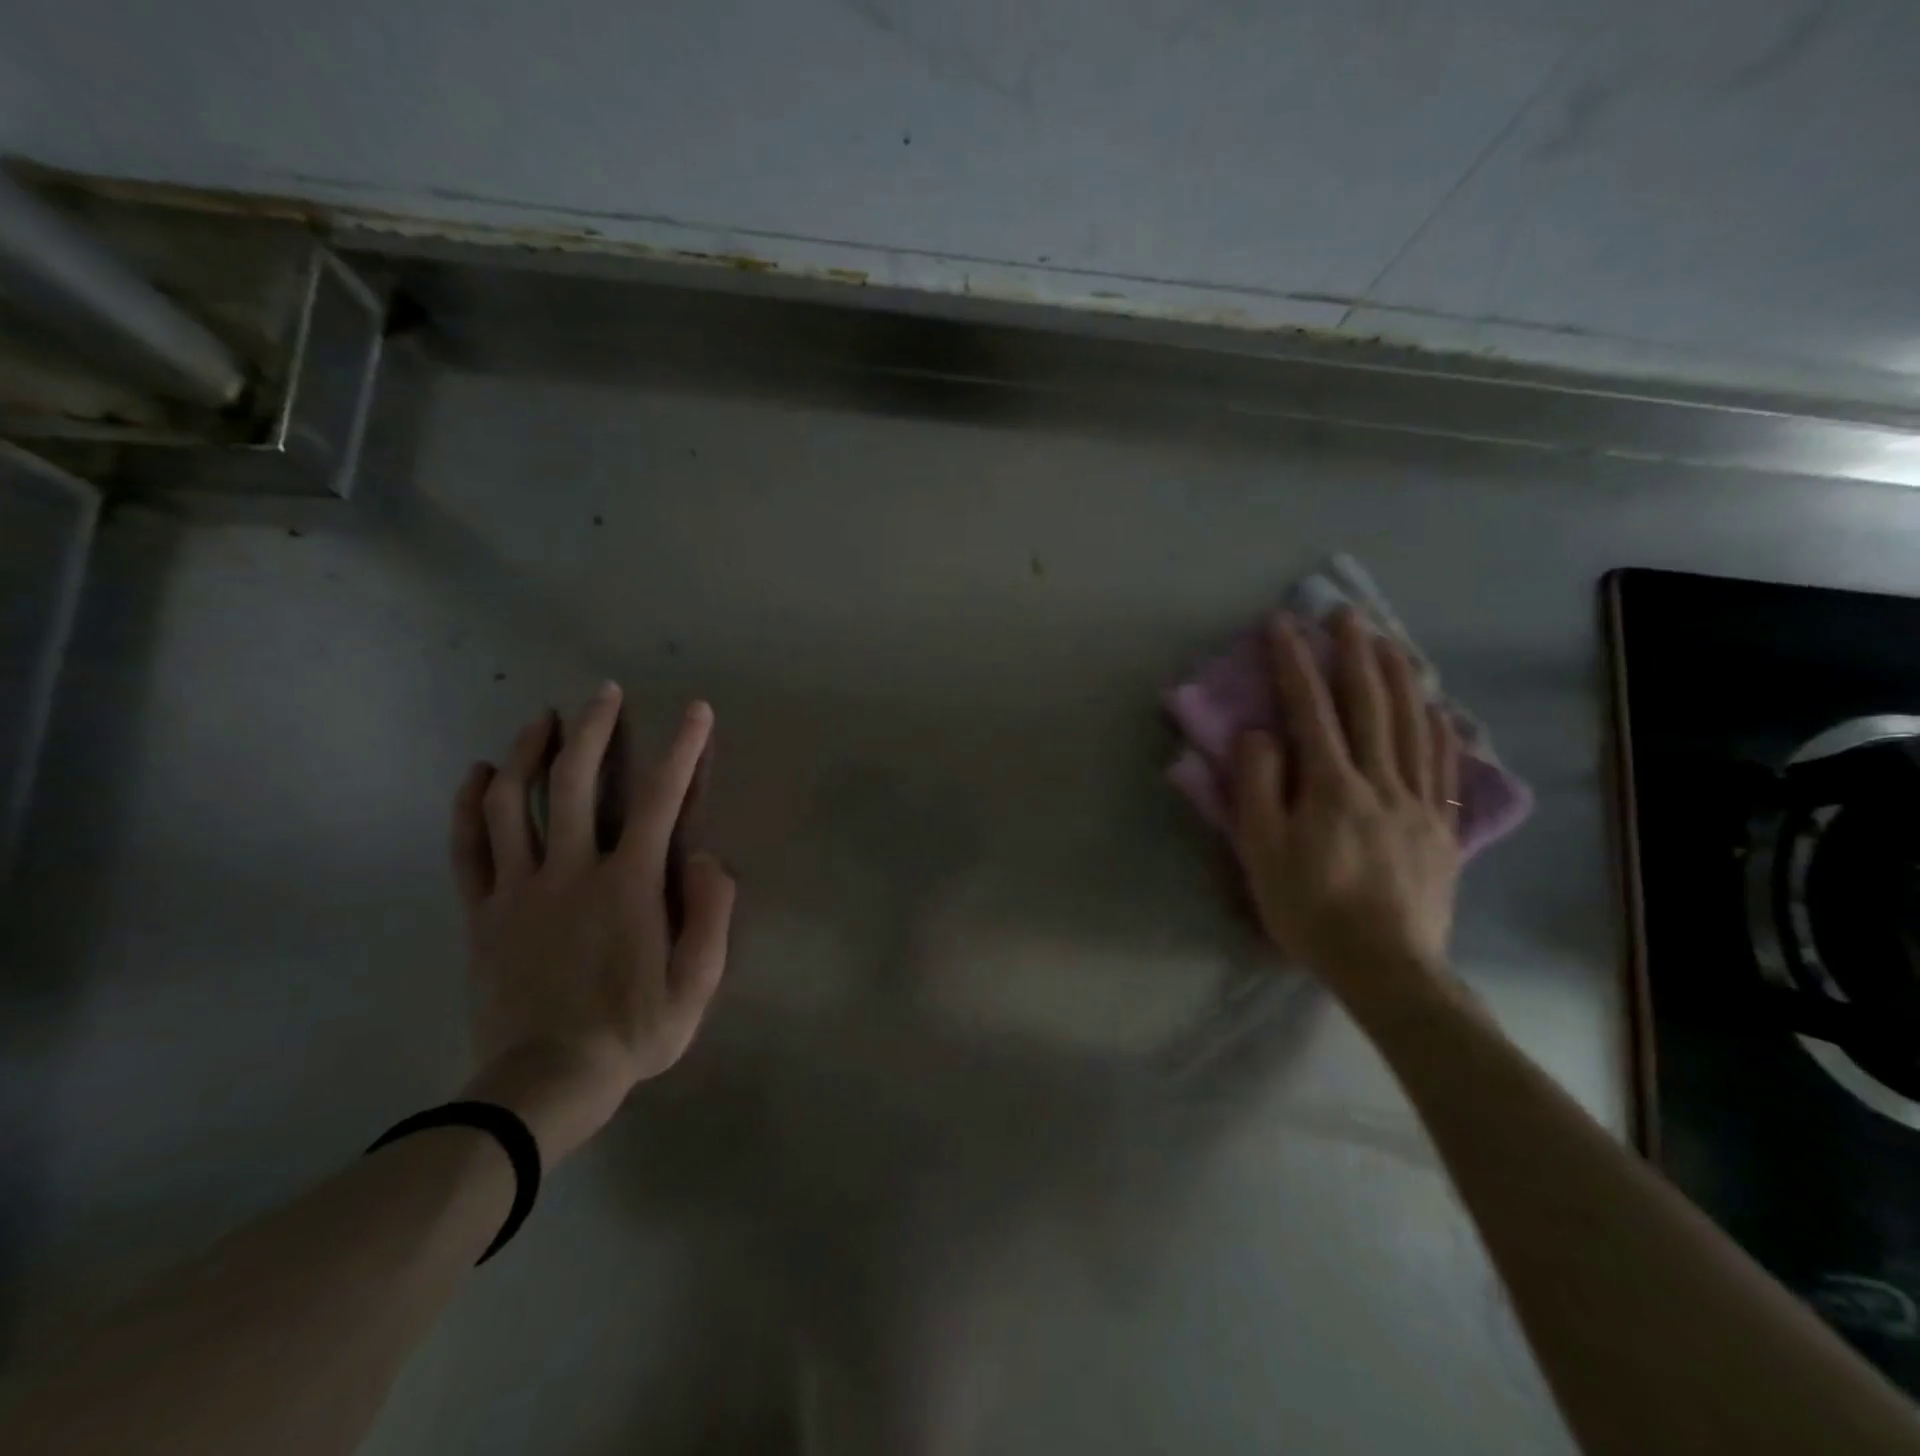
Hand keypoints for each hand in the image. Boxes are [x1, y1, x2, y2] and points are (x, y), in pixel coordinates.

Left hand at [449, 685, 735, 1163]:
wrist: (545, 1083)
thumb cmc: (632, 1031)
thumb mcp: (698, 983)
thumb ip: (711, 912)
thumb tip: (703, 855)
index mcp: (629, 884)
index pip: (660, 799)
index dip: (682, 749)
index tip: (695, 711)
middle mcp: (571, 870)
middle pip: (576, 781)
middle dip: (594, 728)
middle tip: (602, 692)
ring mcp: (519, 889)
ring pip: (515, 802)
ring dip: (530, 751)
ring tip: (543, 718)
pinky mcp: (483, 912)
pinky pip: (469, 847)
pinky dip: (471, 804)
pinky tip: (480, 773)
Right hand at [1230, 609, 1460, 1005]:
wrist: (1385, 966)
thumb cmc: (1309, 908)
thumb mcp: (1260, 851)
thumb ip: (1257, 786)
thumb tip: (1260, 734)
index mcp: (1331, 786)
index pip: (1310, 709)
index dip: (1294, 662)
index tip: (1282, 623)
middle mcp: (1380, 780)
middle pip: (1370, 704)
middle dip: (1354, 653)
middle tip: (1345, 614)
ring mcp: (1417, 801)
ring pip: (1412, 724)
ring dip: (1399, 676)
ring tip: (1388, 641)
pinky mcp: (1440, 825)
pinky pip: (1444, 764)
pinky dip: (1439, 727)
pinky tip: (1436, 706)